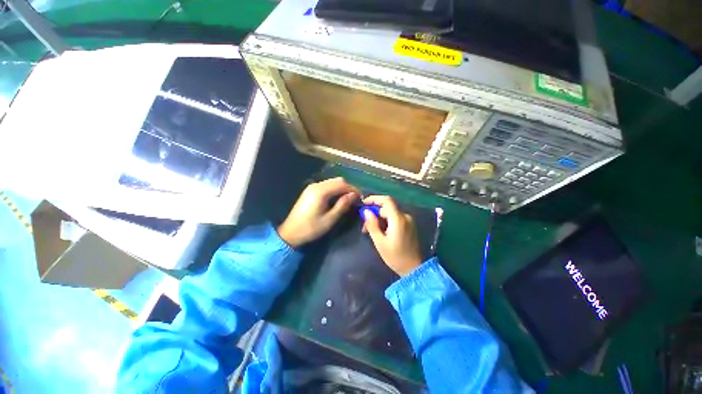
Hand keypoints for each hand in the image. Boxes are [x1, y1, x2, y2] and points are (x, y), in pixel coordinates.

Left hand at [278, 177, 359, 247]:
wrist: (290, 233)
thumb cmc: (311, 228)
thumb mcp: (330, 219)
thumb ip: (343, 205)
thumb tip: (354, 195)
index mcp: (321, 191)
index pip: (342, 184)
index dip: (353, 189)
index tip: (361, 197)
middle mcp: (316, 185)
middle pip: (337, 180)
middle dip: (348, 188)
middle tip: (354, 199)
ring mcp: (312, 187)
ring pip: (332, 182)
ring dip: (341, 188)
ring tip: (347, 199)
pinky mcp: (310, 191)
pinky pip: (326, 185)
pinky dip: (334, 189)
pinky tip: (336, 199)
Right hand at [362, 196, 421, 276]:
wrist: (414, 269)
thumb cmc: (396, 257)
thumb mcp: (380, 242)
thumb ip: (372, 225)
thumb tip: (366, 211)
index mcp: (398, 219)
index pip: (387, 200)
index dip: (374, 199)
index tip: (364, 203)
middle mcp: (405, 216)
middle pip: (387, 207)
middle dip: (374, 213)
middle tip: (364, 226)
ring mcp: (408, 221)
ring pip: (390, 213)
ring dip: (379, 218)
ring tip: (370, 231)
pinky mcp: (409, 225)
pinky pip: (395, 218)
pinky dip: (386, 221)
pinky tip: (380, 231)